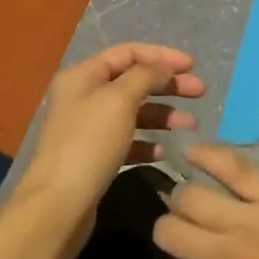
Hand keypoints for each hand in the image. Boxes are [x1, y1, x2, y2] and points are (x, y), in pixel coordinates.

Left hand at [6, 42, 204, 258]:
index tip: (192, 65)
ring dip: (163, 114)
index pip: (128, 52)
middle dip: (167, 84)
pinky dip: (147, 143)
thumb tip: (163, 66)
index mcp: (83, 75)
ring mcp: (87, 128)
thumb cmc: (88, 144)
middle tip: (200, 91)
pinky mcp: (94, 157)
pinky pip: (127, 141)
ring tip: (190, 125)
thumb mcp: (119, 100)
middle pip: (133, 81)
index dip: (161, 55)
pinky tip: (163, 153)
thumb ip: (145, 76)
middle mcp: (83, 96)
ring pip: (133, 112)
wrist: (58, 205)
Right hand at [154, 143, 258, 258]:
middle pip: (169, 231)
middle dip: (170, 233)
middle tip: (187, 234)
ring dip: (183, 198)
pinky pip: (233, 165)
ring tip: (192, 200)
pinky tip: (192, 151)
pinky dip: (207, 154)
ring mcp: (252, 220)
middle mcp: (228, 258)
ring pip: (190, 195)